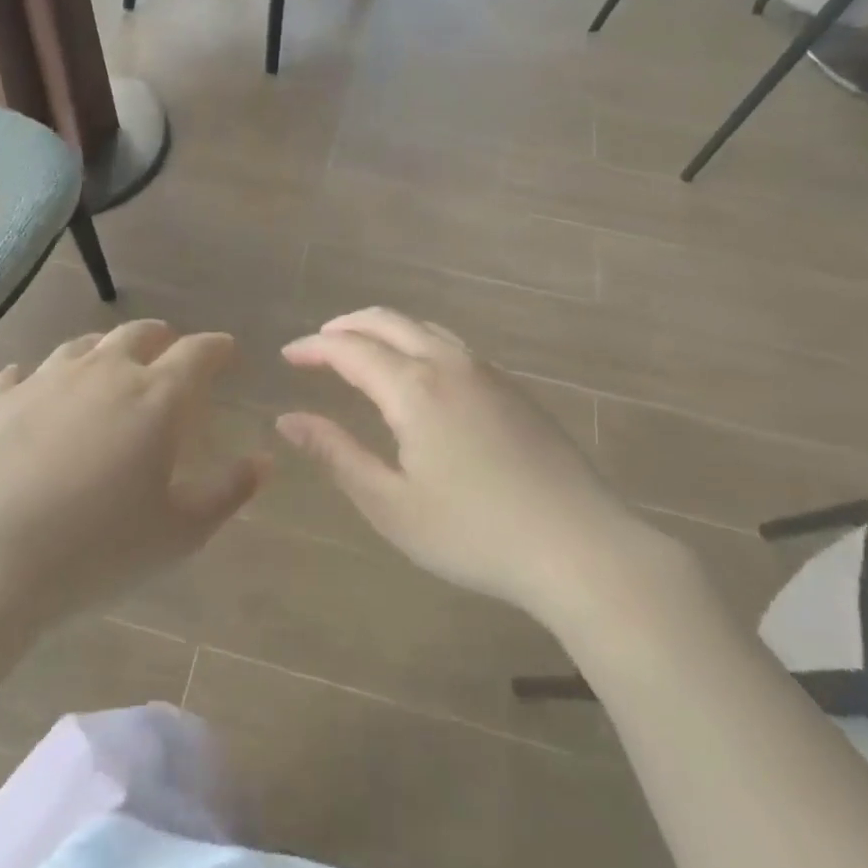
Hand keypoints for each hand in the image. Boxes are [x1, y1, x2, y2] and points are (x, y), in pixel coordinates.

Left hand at [0, 321, 263, 670]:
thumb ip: (228, 492)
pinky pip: (20, 374)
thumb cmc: (94, 549)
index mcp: (155, 397)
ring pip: (81, 347)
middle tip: (170, 348)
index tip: (227, 349)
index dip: (216, 348)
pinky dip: (37, 377)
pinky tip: (30, 386)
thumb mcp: (178, 533)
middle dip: (161, 337)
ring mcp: (42, 380)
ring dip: (103, 350)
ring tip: (108, 363)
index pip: (197, 353)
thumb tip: (264, 461)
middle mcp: (102, 373)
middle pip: (138, 335)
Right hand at [279, 308, 677, 627]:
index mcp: (414, 388)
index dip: (314, 348)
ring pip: (424, 328)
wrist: (580, 546)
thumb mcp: (391, 504)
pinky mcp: (514, 389)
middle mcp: (449, 364)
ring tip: (361, 351)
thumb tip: (289, 419)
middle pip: (388, 322)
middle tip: (317, 344)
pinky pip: (453, 346)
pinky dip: (418, 343)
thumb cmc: (474, 533)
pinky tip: (418, 373)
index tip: (287, 355)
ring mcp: (487, 372)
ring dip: (384, 330)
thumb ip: (336, 454)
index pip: (350, 349)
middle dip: (346, 326)